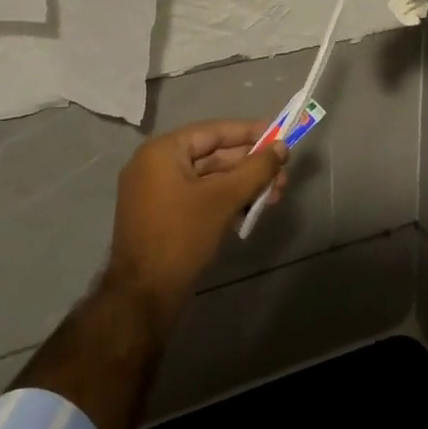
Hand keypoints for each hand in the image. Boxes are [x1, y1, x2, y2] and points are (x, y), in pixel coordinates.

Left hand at [107, 120, 288, 322]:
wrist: (144, 296)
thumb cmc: (182, 235)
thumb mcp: (224, 198)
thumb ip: (256, 169)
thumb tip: (281, 147)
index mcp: (162, 152)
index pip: (213, 131)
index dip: (249, 132)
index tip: (279, 135)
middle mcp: (155, 166)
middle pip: (212, 155)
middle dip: (250, 164)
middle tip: (283, 172)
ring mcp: (156, 193)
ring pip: (209, 179)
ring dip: (242, 185)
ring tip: (276, 195)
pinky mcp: (162, 217)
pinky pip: (199, 198)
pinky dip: (225, 200)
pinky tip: (252, 210)